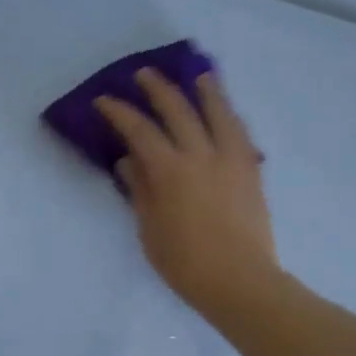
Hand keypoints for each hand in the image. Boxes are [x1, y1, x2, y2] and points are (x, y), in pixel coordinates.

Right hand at [94, 69, 280, 320]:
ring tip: (198, 76)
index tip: (104, 100)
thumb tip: (128, 161)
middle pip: (179, 110)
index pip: (140, 130)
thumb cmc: (186, 263)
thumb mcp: (150, 230)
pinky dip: (229, 115)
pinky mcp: (251, 170)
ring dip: (205, 90)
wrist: (240, 281)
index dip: (120, 112)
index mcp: (170, 171)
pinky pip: (239, 131)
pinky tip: (225, 112)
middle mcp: (202, 155)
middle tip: (144, 75)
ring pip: (218, 112)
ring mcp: (231, 159)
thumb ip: (140, 190)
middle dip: (158, 89)